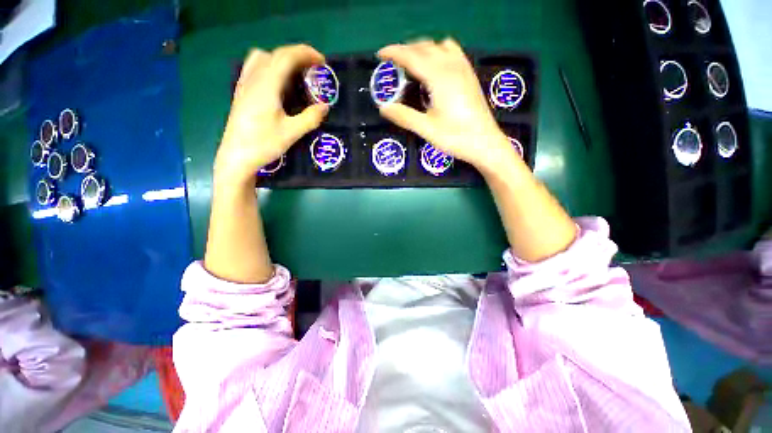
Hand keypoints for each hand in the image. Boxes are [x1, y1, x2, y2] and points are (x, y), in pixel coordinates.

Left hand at [216, 44, 329, 185]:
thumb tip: (325, 106)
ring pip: (262, 58)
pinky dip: (270, 66)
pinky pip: (255, 67)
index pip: (286, 57)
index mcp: (266, 86)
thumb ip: (310, 118)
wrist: (236, 156)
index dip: (305, 54)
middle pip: (275, 54)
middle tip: (313, 68)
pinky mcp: (242, 92)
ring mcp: (244, 84)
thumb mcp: (291, 133)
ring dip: (282, 59)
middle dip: (296, 55)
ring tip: (296, 73)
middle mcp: (253, 79)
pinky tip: (277, 83)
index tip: (322, 61)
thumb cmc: (264, 144)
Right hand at [377, 39, 516, 171]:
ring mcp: (463, 68)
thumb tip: (383, 107)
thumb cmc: (455, 138)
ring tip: (412, 64)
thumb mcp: (426, 129)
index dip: (394, 52)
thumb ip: (404, 116)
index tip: (380, 54)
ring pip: (439, 46)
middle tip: (392, 63)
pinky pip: (452, 52)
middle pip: (425, 47)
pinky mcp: (469, 75)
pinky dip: (438, 52)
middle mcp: (451, 66)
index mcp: (439, 77)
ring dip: (422, 49)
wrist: (485, 143)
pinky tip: (435, 67)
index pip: (411, 56)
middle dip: (406, 50)